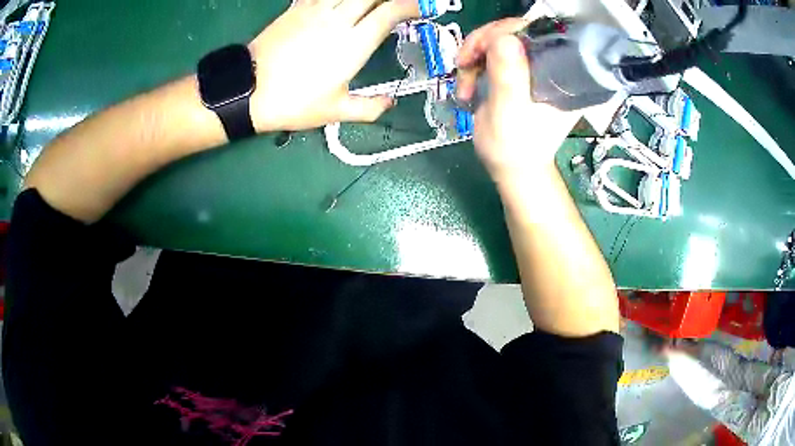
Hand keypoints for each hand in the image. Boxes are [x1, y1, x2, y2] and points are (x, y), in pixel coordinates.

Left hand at [248, 0, 419, 132]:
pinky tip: (339, 3)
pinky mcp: (296, 8)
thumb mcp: (335, 111)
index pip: (391, 11)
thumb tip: (390, 102)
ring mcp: (315, 10)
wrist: (247, 91)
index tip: (421, 8)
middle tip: (395, 6)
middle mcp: (339, 19)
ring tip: (368, 5)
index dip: (411, 5)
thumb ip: (369, 107)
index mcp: (354, 43)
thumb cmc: (293, 103)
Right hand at [455, 19, 580, 182]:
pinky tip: (467, 83)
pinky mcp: (518, 71)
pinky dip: (474, 63)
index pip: (537, 32)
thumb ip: (508, 78)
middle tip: (463, 63)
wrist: (512, 167)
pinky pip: (493, 52)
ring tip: (464, 83)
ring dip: (474, 56)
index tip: (479, 48)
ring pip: (500, 39)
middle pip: (515, 31)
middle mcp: (550, 65)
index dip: (505, 31)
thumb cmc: (514, 148)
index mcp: (561, 74)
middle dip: (483, 43)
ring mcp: (533, 67)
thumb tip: (504, 38)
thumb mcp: (509, 114)